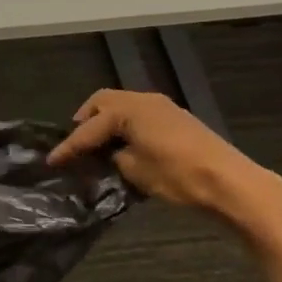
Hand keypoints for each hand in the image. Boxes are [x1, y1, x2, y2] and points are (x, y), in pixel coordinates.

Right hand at [47, 89, 281, 217]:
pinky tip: (127, 145)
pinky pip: (139, 113)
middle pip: (103, 101)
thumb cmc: (178, 176)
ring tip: (100, 145)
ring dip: (107, 121)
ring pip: (122, 105)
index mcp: (127, 110)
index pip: (88, 128)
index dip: (69, 146)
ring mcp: (161, 106)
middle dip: (86, 120)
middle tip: (77, 143)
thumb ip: (115, 158)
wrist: (230, 181)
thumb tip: (108, 155)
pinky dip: (126, 124)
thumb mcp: (136, 172)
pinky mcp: (176, 117)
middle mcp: (142, 99)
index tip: (51, 160)